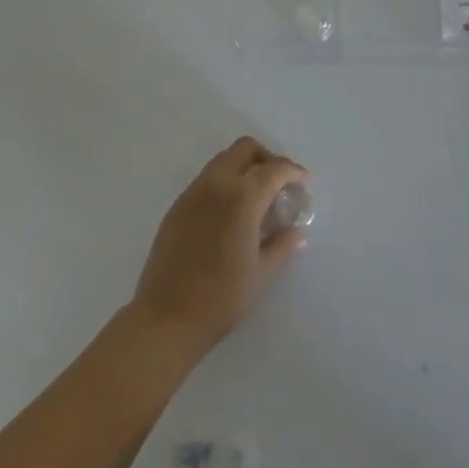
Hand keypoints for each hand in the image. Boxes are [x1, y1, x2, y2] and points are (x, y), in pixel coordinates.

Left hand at [131, 137, 307, 355]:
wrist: (166, 318)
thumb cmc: (221, 298)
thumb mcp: (261, 273)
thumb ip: (281, 245)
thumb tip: (296, 232)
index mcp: (242, 197)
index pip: (274, 168)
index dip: (292, 171)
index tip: (302, 182)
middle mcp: (216, 184)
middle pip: (244, 149)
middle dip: (266, 158)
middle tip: (279, 183)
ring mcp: (192, 193)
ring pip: (223, 160)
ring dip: (243, 168)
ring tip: (255, 199)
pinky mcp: (176, 206)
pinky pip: (206, 180)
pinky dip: (224, 183)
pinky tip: (229, 214)